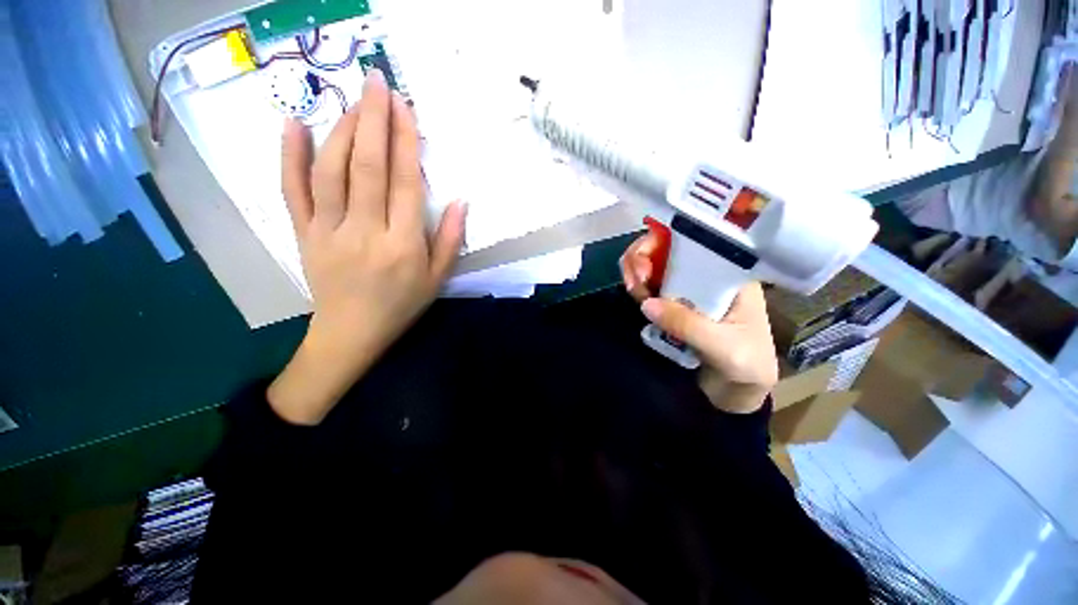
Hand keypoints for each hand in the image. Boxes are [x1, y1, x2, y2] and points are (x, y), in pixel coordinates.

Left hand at [268, 70, 466, 424]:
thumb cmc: (402, 305)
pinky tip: (293, 124)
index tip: (405, 107)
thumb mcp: (437, 279)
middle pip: (366, 167)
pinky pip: (292, 191)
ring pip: (329, 171)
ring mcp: (326, 231)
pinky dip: (289, 156)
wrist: (351, 333)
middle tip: (377, 81)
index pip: (403, 184)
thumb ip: (449, 240)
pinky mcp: (302, 233)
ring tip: (352, 100)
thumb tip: (460, 200)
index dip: (404, 142)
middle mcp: (364, 232)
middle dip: (372, 120)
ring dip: (340, 130)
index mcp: (402, 245)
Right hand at [620, 233, 777, 413]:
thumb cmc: (747, 366)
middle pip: (667, 247)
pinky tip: (635, 296)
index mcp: (729, 274)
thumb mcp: (725, 347)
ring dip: (635, 270)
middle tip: (634, 280)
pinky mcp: (671, 303)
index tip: (647, 263)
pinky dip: (637, 287)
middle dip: (643, 256)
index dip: (665, 241)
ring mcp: (686, 287)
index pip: (694, 241)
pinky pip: (648, 286)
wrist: (738, 391)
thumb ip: (688, 325)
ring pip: (653, 264)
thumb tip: (646, 304)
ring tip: (633, 290)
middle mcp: (705, 273)